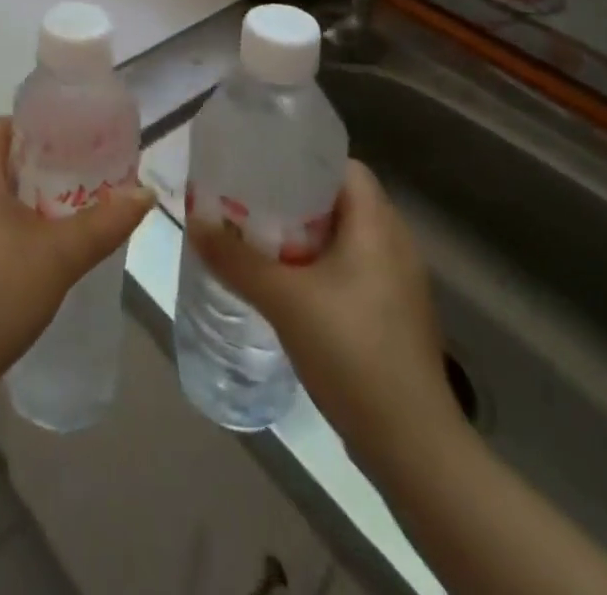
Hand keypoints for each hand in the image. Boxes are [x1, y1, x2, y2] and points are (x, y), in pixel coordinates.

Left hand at [0, 118, 152, 395]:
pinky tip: (20, 246)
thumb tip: (146, 193)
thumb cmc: (0, 292)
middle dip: (29, 163)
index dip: (32, 131)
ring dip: (12, 192)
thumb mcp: (62, 255)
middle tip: (69, 179)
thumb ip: (106, 221)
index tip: (66, 147)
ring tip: (51, 211)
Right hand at [188, 160, 461, 474]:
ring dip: (302, 236)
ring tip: (256, 239)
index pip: (344, 165)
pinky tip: (284, 286)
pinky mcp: (391, 317)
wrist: (413, 447)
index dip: (303, 158)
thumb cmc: (353, 352)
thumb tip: (193, 222)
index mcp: (378, 226)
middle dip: (292, 198)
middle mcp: (394, 246)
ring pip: (343, 239)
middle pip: (339, 201)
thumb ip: (236, 259)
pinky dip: (316, 267)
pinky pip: (349, 271)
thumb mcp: (284, 299)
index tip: (261, 164)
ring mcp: (397, 285)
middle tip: (247, 201)